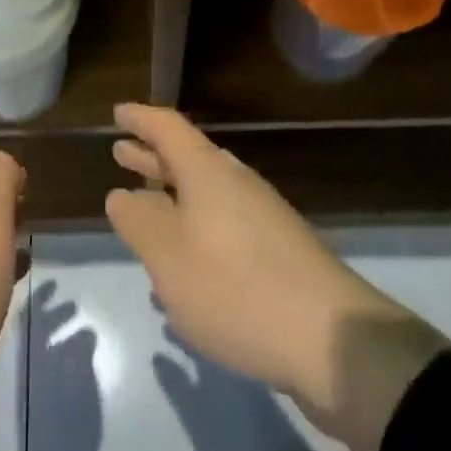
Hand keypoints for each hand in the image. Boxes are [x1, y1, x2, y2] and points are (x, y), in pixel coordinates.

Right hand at [105, 103, 445, 450]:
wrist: (331, 339)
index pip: (168, 127)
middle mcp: (235, 181)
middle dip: (152, 157)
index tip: (118, 112)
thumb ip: (139, 222)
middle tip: (121, 153)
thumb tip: (121, 195)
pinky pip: (224, 222)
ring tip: (145, 208)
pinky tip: (186, 263)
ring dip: (173, 194)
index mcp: (207, 171)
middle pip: (188, 157)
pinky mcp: (277, 250)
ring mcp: (261, 215)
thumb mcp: (169, 258)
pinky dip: (196, 226)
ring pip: (206, 192)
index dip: (141, 118)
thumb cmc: (235, 288)